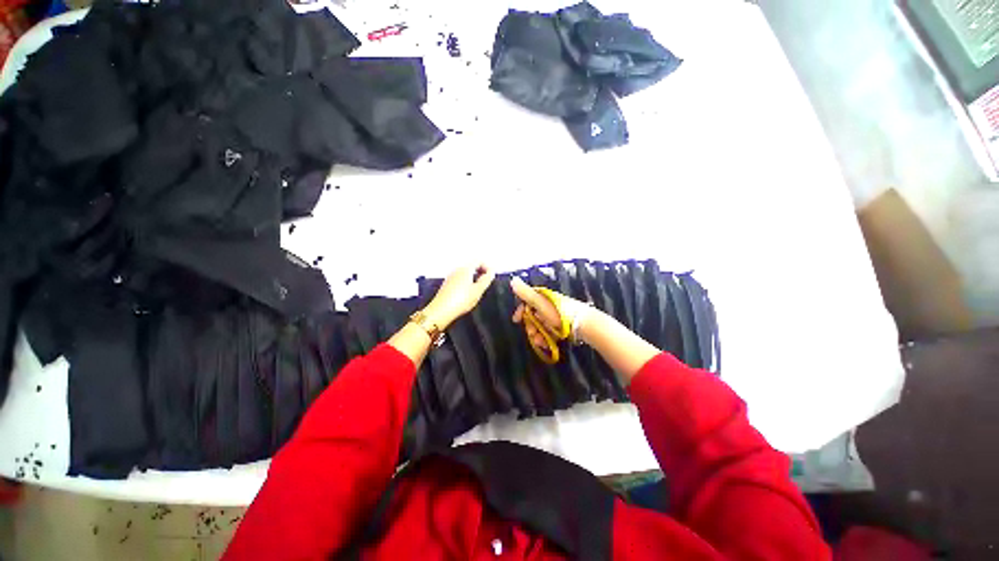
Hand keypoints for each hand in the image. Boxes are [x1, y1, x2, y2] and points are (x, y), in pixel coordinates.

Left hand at [422, 264, 495, 327]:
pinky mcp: (446, 285)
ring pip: (465, 272)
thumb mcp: (478, 291)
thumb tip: (491, 272)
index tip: (491, 276)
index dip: (487, 266)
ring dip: (474, 277)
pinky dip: (467, 282)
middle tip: (487, 282)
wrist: (440, 311)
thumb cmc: (461, 300)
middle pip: (471, 266)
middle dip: (481, 271)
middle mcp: (457, 270)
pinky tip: (468, 293)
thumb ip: (486, 280)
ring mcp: (450, 277)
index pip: (478, 261)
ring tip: (479, 288)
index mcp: (465, 269)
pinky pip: (459, 278)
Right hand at [510, 277, 593, 346]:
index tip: (516, 320)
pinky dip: (546, 339)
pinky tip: (546, 344)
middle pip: (533, 317)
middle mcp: (548, 306)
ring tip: (540, 342)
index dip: (521, 311)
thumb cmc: (559, 313)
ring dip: (537, 335)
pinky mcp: (561, 327)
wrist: (582, 324)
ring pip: (540, 327)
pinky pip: (549, 333)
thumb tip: (513, 280)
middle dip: (530, 326)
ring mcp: (555, 317)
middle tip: (532, 334)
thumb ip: (525, 293)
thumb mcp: (540, 303)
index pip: (527, 302)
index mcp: (543, 298)